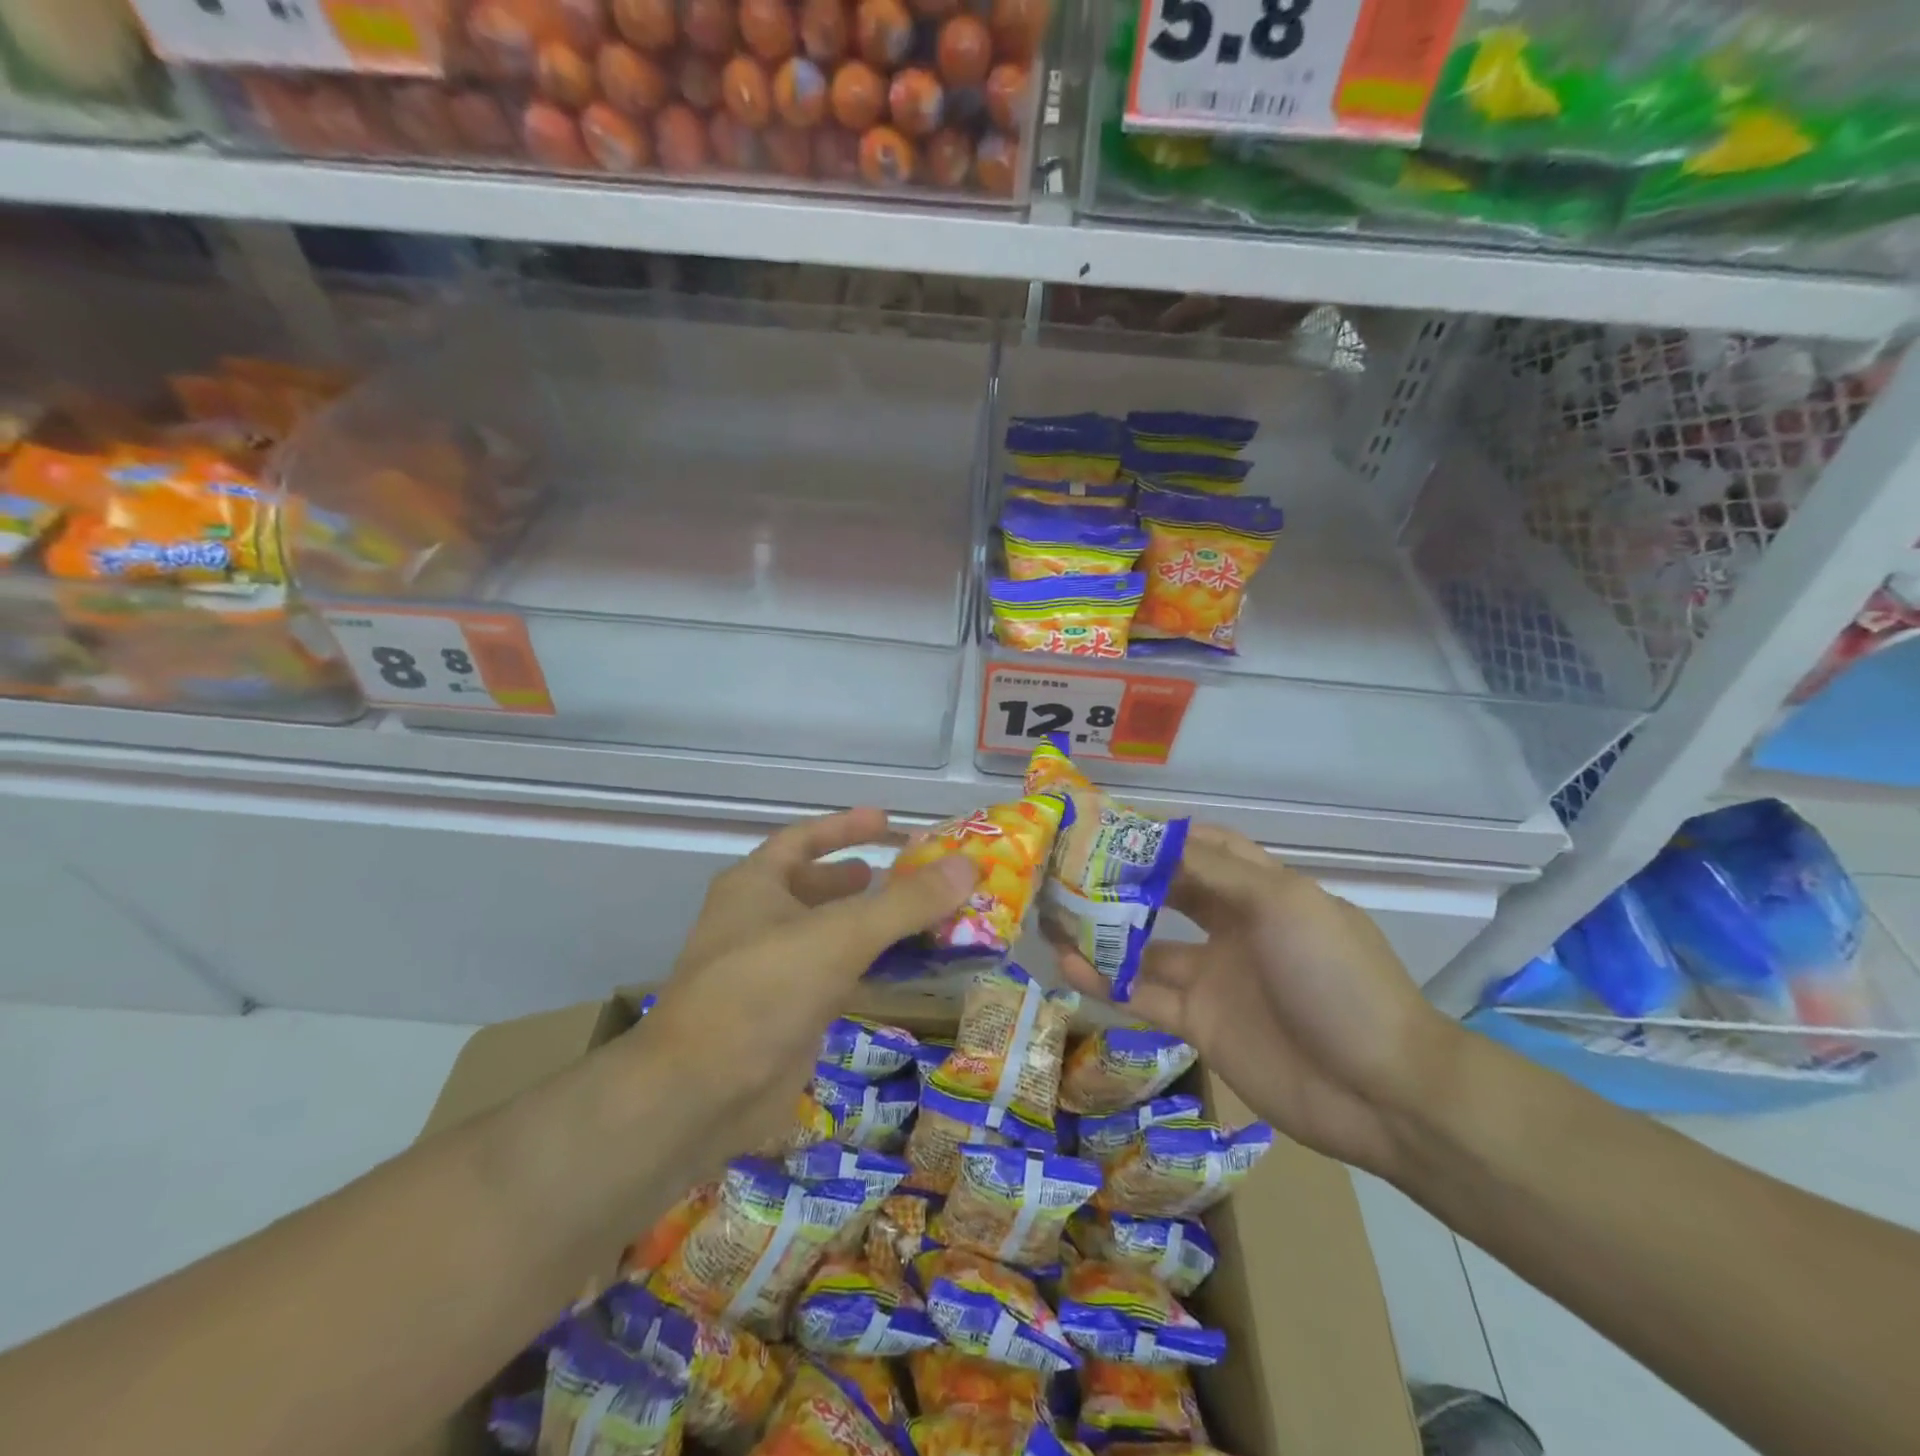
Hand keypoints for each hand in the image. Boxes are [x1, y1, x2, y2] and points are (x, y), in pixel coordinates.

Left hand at [635, 808, 976, 1161]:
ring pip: (828, 935)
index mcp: (754, 886)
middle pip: (814, 887)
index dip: (843, 828)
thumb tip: (968, 865)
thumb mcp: (840, 935)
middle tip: (910, 873)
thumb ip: (906, 902)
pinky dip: (868, 968)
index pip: (802, 840)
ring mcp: (770, 972)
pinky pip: (835, 978)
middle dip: (858, 879)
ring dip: (869, 925)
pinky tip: (902, 970)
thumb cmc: (763, 990)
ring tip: (917, 917)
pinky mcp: (786, 1016)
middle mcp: (757, 922)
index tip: (887, 821)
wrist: (701, 1094)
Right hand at [1056, 824, 1461, 1177]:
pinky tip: (1068, 966)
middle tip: (1067, 867)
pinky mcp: (1200, 1023)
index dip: (1158, 835)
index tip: (1106, 824)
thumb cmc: (1337, 978)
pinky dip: (1106, 982)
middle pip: (1167, 893)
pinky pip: (1145, 995)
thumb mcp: (1285, 906)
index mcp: (1262, 891)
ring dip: (1104, 933)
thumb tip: (1158, 839)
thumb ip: (1217, 872)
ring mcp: (1214, 977)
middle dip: (1122, 880)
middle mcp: (1233, 927)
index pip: (1202, 848)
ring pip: (1146, 947)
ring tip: (1053, 916)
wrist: (1383, 1092)